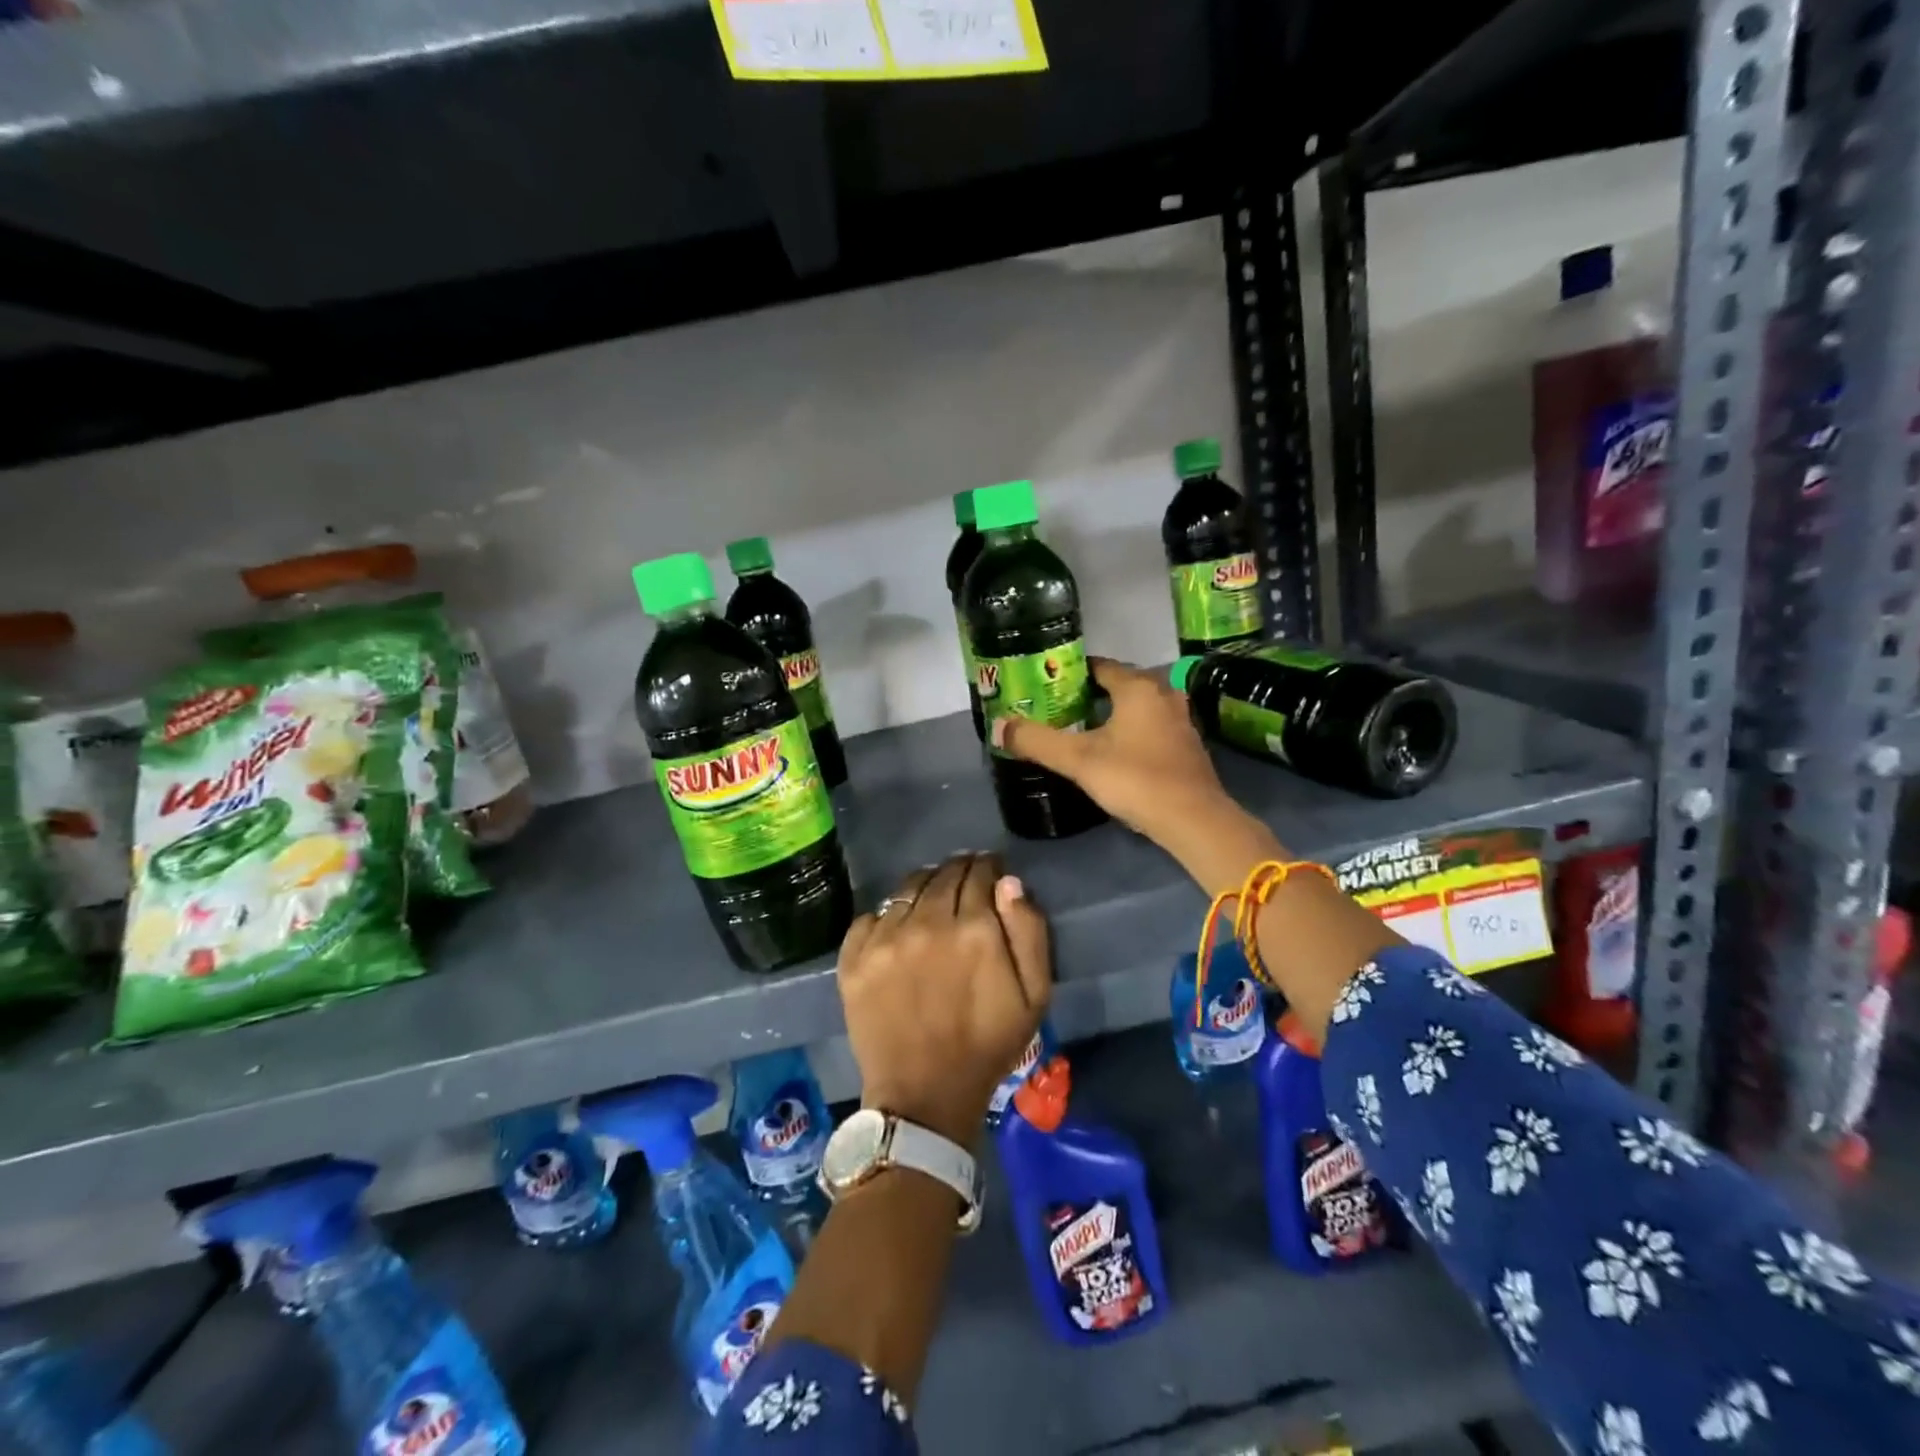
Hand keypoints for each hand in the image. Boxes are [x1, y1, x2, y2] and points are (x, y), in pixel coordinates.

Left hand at [837, 853, 1050, 1151]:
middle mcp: (927, 923)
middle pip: (943, 875)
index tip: (990, 872)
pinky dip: (886, 915)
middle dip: (958, 871)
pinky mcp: (854, 959)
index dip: (987, 868)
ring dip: (924, 886)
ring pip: (906, 889)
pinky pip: (870, 916)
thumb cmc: (987, 1045)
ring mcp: (885, 939)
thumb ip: (1028, 931)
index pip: (980, 874)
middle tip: (964, 879)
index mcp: (974, 929)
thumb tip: (1008, 883)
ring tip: (931, 898)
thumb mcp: (1034, 995)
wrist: (924, 1095)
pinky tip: (897, 928)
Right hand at [992, 658, 1279, 887]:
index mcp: (1138, 688)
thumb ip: (1036, 741)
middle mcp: (1164, 695)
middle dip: (1091, 693)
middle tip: (1060, 708)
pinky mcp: (1188, 746)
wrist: (1193, 820)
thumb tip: (998, 725)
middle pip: (1121, 684)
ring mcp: (1181, 720)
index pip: (1100, 666)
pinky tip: (1115, 751)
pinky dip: (1132, 731)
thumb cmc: (1134, 779)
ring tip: (1083, 728)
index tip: (1048, 684)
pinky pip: (1152, 727)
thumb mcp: (1078, 760)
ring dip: (1114, 714)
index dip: (1072, 672)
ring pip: (1139, 707)